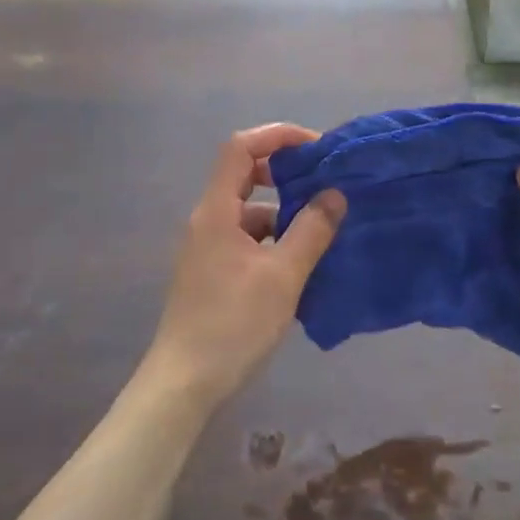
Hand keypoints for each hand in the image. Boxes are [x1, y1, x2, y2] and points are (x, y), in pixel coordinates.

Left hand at [141, 124, 345, 410]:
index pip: (240, 148)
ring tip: (326, 231)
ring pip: (250, 214)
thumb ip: (311, 231)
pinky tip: (303, 265)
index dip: (277, 136)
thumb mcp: (283, 276)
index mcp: (217, 211)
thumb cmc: (233, 324)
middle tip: (327, 187)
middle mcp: (208, 221)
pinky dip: (275, 243)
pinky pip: (248, 242)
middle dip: (287, 176)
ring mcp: (208, 249)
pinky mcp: (214, 273)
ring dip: (285, 215)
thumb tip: (334, 194)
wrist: (185, 383)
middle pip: (245, 177)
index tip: (317, 148)